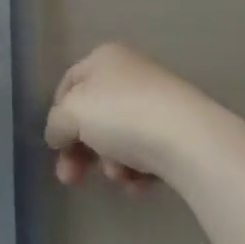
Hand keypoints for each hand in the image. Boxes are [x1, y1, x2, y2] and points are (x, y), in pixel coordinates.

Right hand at [45, 42, 216, 192]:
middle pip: (94, 115)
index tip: (55, 148)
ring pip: (119, 137)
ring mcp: (156, 102)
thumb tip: (57, 134)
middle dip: (81, 150)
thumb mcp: (73, 113)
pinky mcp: (178, 132)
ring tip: (119, 177)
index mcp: (104, 58)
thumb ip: (56, 122)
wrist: (189, 140)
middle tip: (72, 179)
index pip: (69, 84)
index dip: (57, 115)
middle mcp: (130, 73)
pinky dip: (138, 171)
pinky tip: (139, 185)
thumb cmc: (122, 114)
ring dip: (111, 162)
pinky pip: (146, 153)